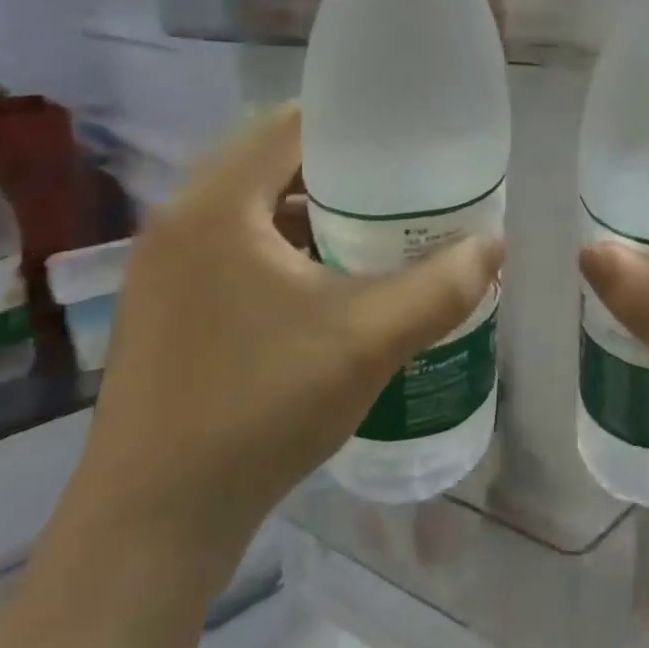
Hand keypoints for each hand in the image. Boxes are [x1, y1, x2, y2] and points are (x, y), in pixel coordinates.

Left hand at [76, 105, 504, 575]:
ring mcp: (167, 267)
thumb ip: (444, 286)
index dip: (357, 122)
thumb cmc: (261, 407)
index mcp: (216, 207)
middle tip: (407, 185)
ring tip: (381, 227)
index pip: (293, 124)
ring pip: (256, 207)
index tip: (411, 140)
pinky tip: (334, 281)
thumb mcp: (371, 339)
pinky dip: (290, 245)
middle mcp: (180, 221)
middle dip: (346, 168)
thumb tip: (494, 247)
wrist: (154, 524)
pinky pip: (239, 246)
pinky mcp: (169, 305)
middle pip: (275, 162)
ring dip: (317, 208)